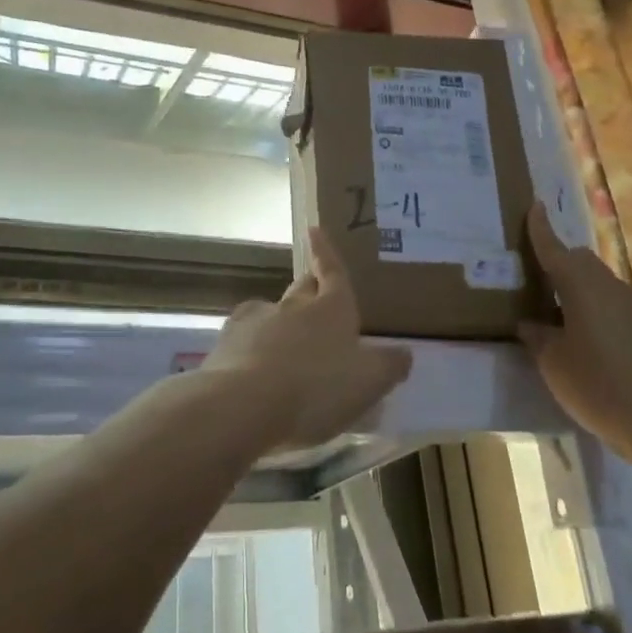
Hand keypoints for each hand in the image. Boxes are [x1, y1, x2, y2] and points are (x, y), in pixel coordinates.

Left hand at [200, 228, 412, 449]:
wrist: (244, 403)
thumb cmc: (317, 388)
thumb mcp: (369, 382)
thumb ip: (389, 366)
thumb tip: (404, 352)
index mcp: (332, 308)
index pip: (332, 271)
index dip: (326, 252)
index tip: (314, 229)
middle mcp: (293, 305)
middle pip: (303, 288)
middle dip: (310, 289)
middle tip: (317, 299)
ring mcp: (256, 321)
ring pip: (271, 312)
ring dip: (279, 322)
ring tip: (285, 346)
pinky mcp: (227, 343)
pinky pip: (244, 337)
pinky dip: (251, 346)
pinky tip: (253, 368)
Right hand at [520, 203, 631, 476]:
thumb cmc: (598, 385)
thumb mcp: (553, 363)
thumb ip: (537, 337)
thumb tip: (529, 323)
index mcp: (580, 287)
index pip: (554, 249)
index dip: (541, 229)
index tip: (534, 205)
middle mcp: (607, 287)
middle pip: (580, 260)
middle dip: (558, 260)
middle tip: (533, 276)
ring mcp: (630, 306)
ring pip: (597, 281)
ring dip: (575, 286)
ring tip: (552, 309)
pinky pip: (609, 302)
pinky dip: (591, 306)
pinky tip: (580, 334)